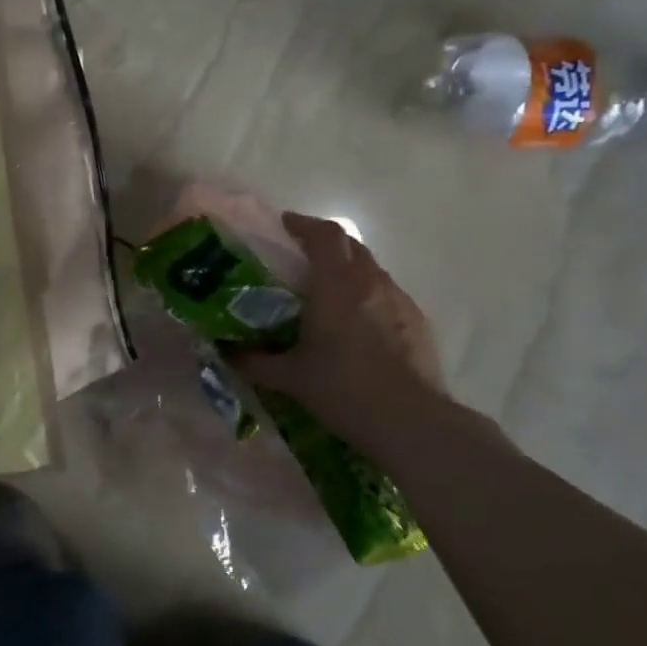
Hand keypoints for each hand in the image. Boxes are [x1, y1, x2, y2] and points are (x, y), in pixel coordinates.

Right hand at [232, 212, 449, 440]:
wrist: (411, 422)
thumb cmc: (344, 390)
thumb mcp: (291, 378)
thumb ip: (255, 362)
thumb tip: (228, 354)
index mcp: (337, 284)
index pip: (324, 234)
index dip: (304, 224)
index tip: (285, 225)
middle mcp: (371, 282)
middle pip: (350, 245)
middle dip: (326, 244)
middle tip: (303, 258)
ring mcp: (400, 300)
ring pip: (372, 270)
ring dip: (350, 271)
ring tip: (331, 295)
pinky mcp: (418, 322)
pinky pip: (389, 295)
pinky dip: (370, 297)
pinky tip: (361, 327)